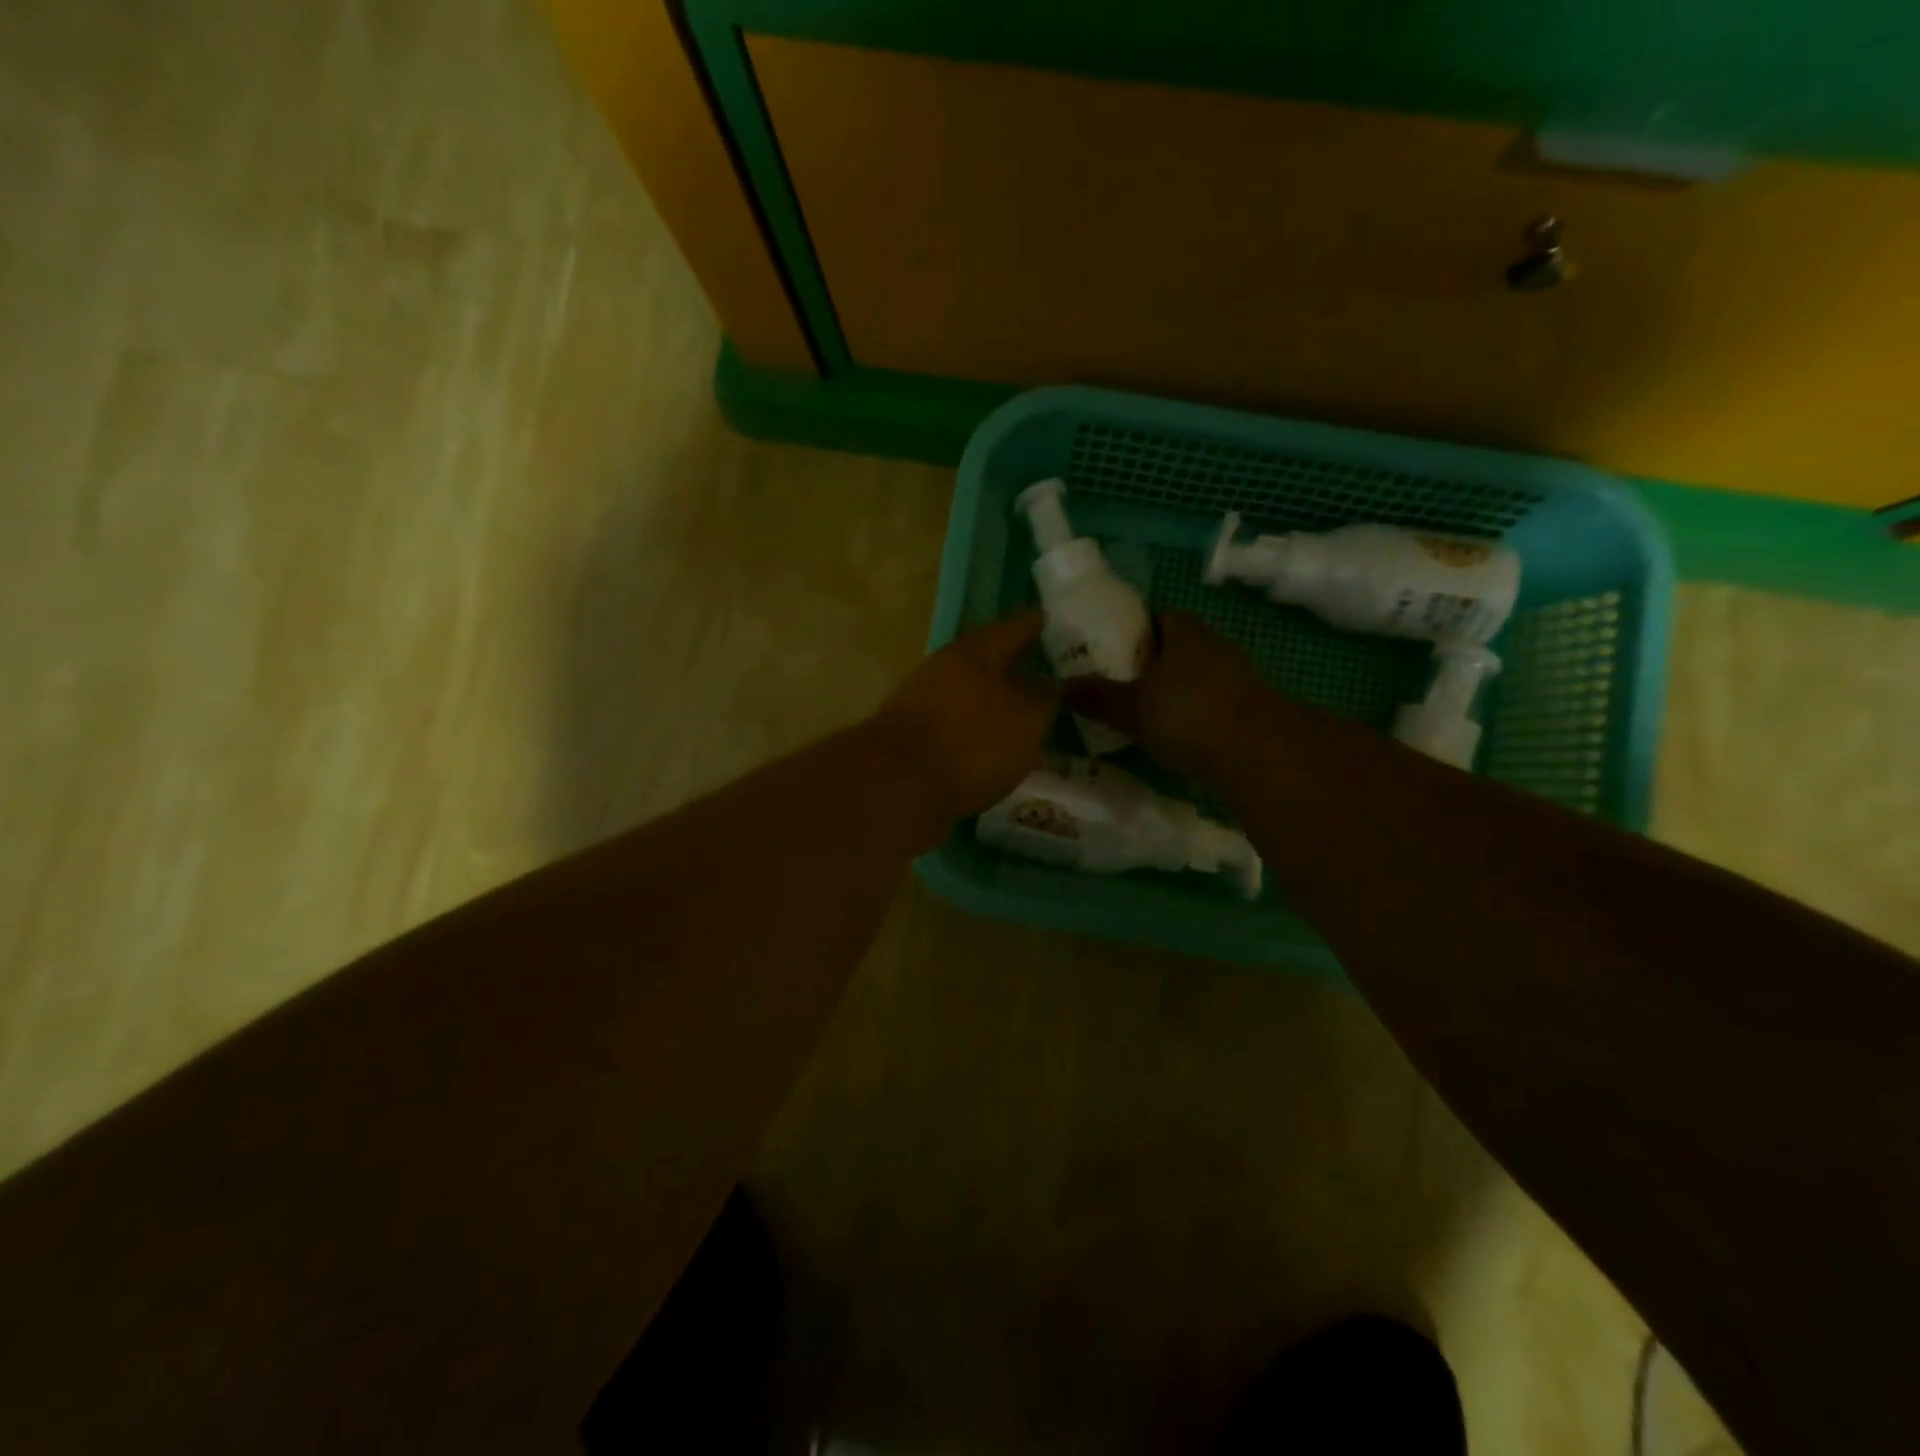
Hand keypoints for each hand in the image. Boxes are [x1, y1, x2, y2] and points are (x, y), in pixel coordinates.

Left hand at [870, 611, 1062, 822]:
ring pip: (969, 693)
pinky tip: (992, 749)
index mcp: (975, 652)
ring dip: (993, 701)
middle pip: (986, 660)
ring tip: (1023, 717)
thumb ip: (1044, 697)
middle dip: (1013, 666)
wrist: (898, 785)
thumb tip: (1048, 683)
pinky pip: (955, 725)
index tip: (1048, 617)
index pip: (1014, 628)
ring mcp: (923, 702)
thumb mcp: (1026, 718)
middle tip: (1044, 673)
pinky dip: (976, 731)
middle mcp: (945, 668)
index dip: (1035, 623)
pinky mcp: (912, 738)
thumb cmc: (972, 740)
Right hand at [1065, 611, 1277, 780]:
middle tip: (1119, 683)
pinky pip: (1210, 701)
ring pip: (1195, 675)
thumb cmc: (1189, 715)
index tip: (1110, 649)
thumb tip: (1059, 686)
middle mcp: (1214, 645)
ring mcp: (1236, 676)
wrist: (1261, 753)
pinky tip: (1175, 735)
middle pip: (1177, 646)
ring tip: (1142, 712)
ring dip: (1173, 689)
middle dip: (1150, 661)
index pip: (1158, 615)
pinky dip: (1192, 712)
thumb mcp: (1132, 708)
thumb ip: (1098, 696)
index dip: (1134, 628)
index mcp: (1184, 632)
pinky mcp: (1249, 708)